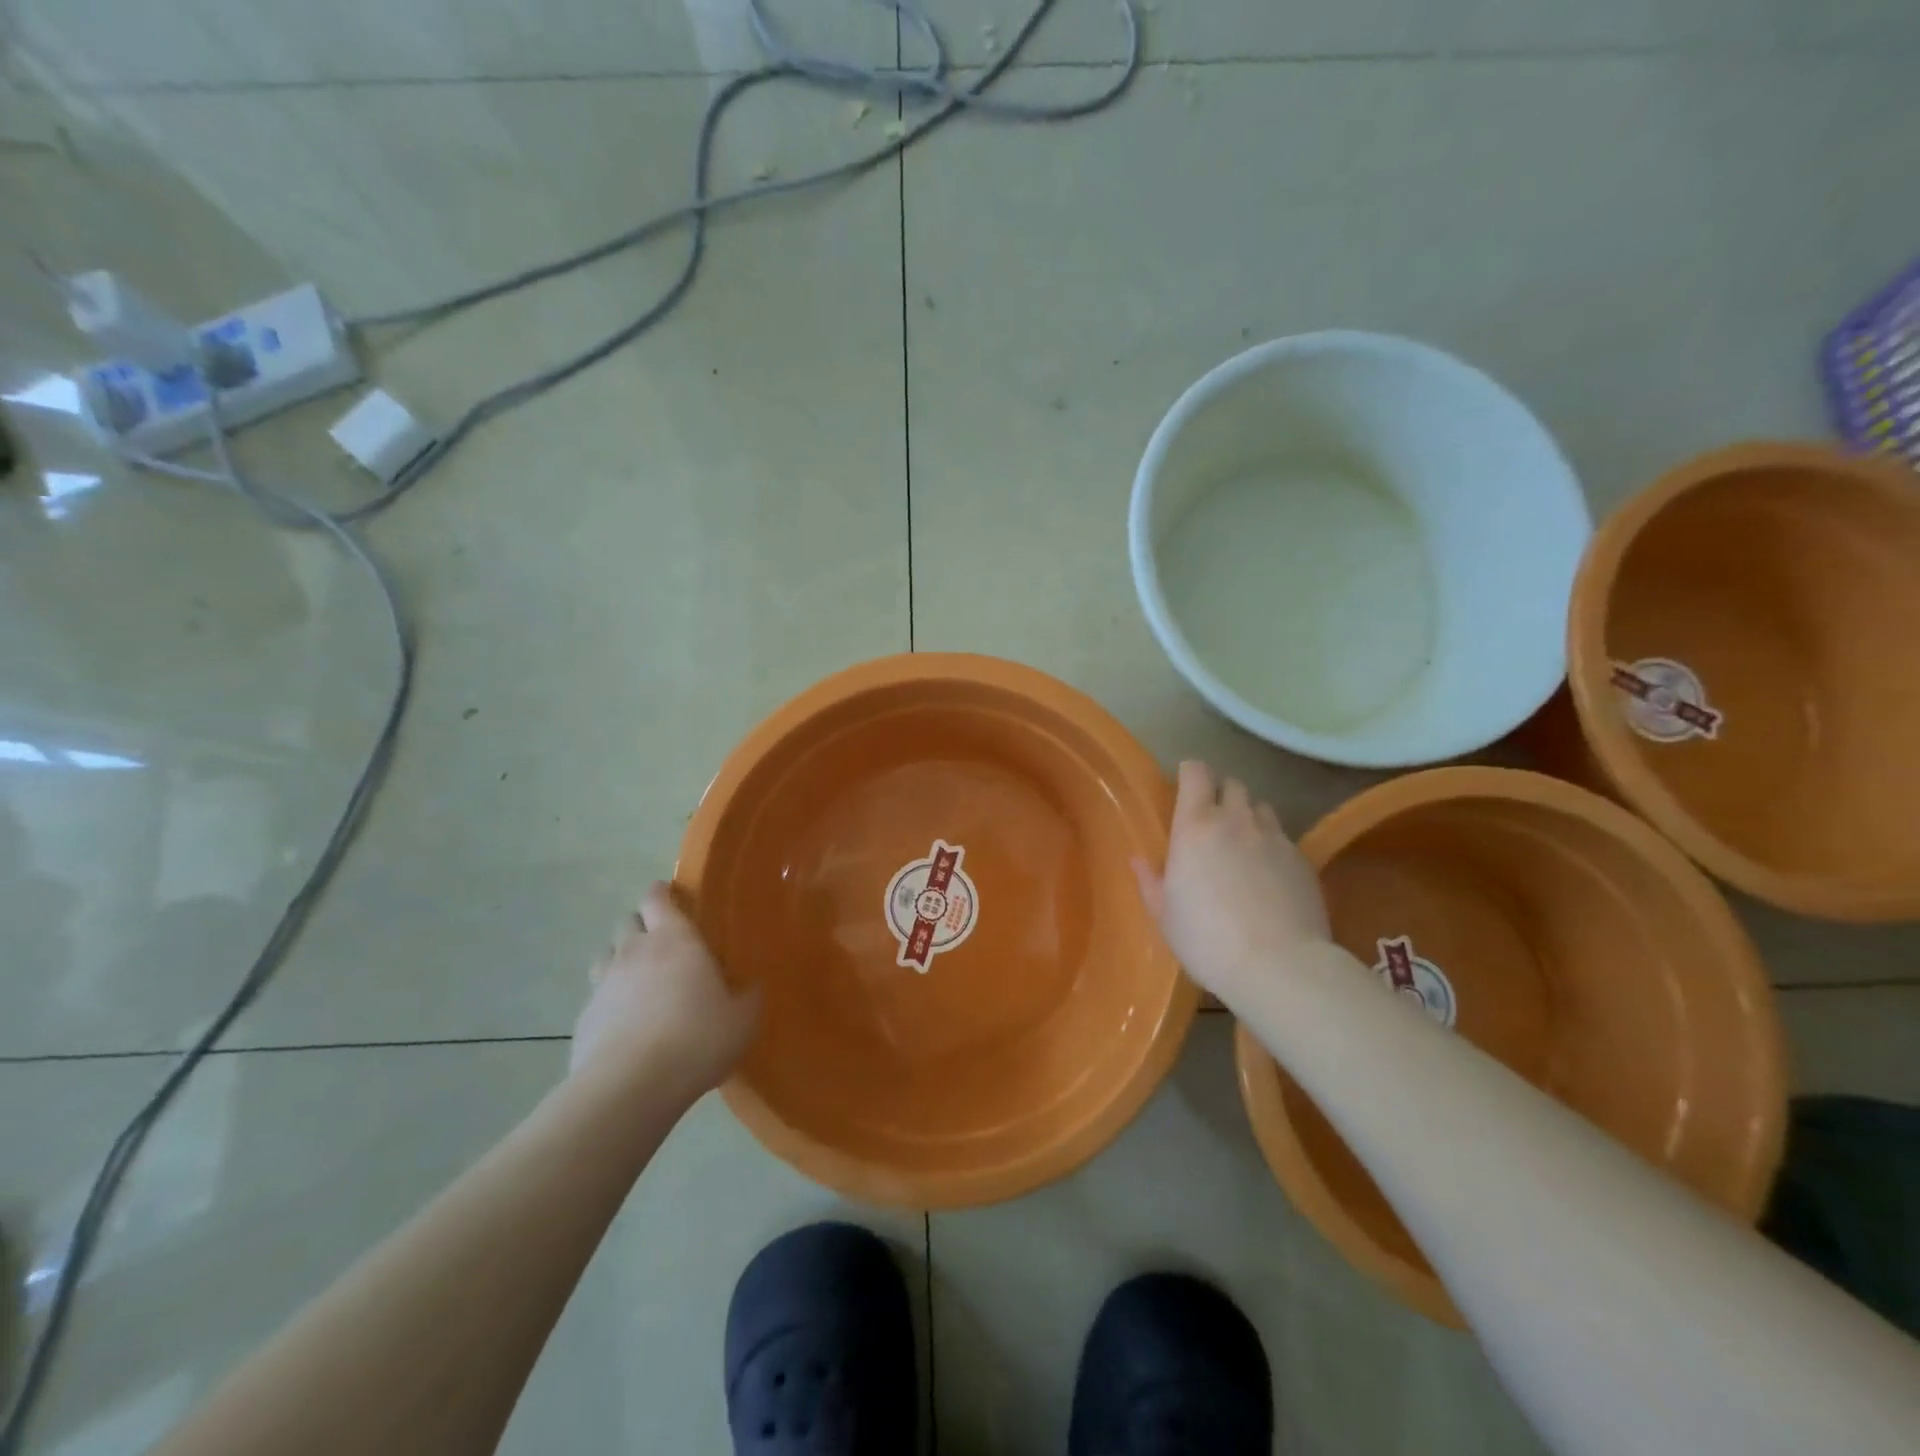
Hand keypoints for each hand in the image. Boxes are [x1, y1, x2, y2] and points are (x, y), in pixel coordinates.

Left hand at [571, 881, 759, 1095]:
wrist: (630, 1087)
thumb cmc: (696, 1039)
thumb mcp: (742, 1019)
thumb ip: (749, 997)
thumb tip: (754, 987)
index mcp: (675, 939)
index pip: (657, 898)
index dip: (661, 894)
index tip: (670, 897)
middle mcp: (635, 951)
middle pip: (628, 921)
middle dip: (642, 925)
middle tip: (663, 943)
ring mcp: (604, 984)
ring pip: (606, 954)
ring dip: (621, 959)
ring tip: (640, 981)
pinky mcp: (583, 1018)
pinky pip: (596, 997)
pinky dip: (609, 1001)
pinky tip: (625, 1024)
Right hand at [1132, 761, 1331, 1010]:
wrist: (1279, 965)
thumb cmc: (1206, 939)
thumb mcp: (1165, 915)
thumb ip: (1151, 882)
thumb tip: (1138, 860)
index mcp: (1195, 826)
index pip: (1196, 773)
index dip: (1190, 773)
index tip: (1183, 785)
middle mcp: (1237, 820)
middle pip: (1233, 784)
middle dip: (1220, 793)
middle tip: (1210, 818)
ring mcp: (1275, 838)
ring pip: (1261, 808)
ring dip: (1248, 816)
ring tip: (1241, 842)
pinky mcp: (1303, 860)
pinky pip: (1283, 837)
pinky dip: (1271, 844)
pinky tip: (1267, 874)